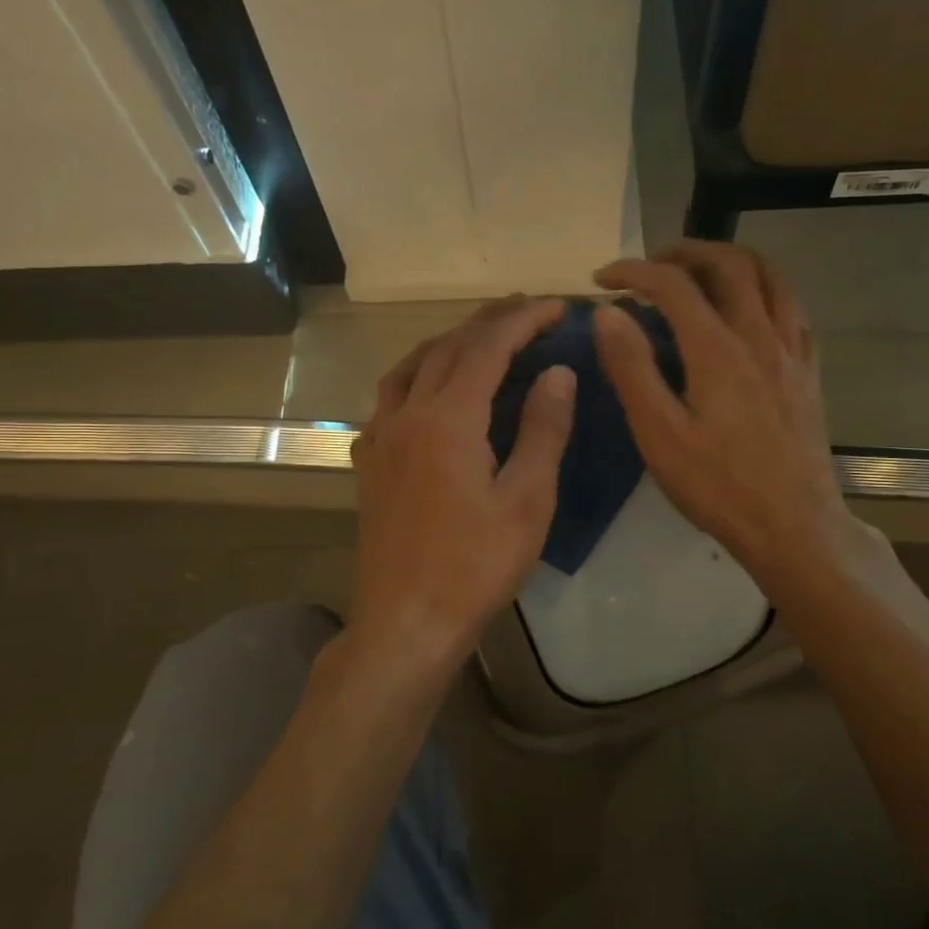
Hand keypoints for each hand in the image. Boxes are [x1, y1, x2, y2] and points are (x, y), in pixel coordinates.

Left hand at [345, 296, 575, 688]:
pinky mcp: (369, 464)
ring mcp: (380, 438)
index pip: (489, 347)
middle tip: (527, 312)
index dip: (525, 321)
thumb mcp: (527, 501)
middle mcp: (406, 414)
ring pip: (410, 367)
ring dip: (448, 343)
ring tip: (480, 339)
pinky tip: (429, 394)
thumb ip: (543, 430)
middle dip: (489, 322)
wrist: (406, 622)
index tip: (558, 307)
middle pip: (447, 348)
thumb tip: (558, 373)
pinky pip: (389, 399)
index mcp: (448, 418)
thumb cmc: (475, 566)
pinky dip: (416, 377)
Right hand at [593, 241, 857, 591]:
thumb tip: (607, 314)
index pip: (672, 284)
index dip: (633, 271)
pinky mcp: (808, 372)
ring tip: (702, 271)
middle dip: (685, 251)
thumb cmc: (718, 486)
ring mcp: (791, 352)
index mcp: (717, 350)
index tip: (603, 280)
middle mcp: (759, 336)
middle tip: (652, 264)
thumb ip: (632, 369)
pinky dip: (766, 289)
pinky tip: (750, 308)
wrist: (793, 526)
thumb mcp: (659, 435)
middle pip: (729, 264)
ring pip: (771, 276)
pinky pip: (794, 308)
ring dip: (732, 260)